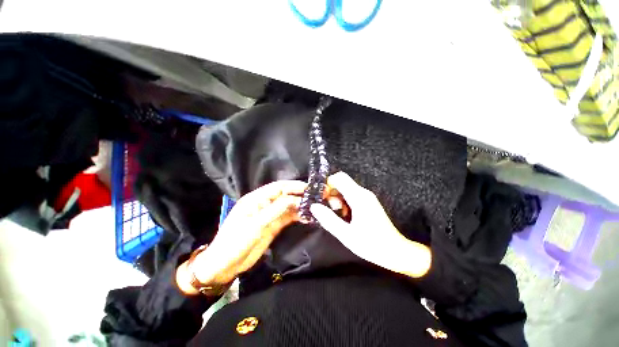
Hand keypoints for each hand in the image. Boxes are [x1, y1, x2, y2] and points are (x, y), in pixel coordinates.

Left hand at [176, 180, 305, 294]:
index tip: (309, 188)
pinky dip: (297, 216)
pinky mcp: (274, 225)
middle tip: (316, 196)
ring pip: (288, 206)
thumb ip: (275, 211)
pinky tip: (307, 217)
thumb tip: (294, 199)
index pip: (278, 187)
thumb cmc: (235, 242)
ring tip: (315, 207)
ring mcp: (270, 215)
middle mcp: (265, 204)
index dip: (294, 186)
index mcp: (257, 199)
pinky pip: (288, 217)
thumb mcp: (255, 225)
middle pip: (285, 195)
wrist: (224, 265)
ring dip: (300, 206)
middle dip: (300, 195)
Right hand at [310, 172, 431, 277]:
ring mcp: (367, 197)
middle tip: (329, 209)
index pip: (339, 178)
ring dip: (337, 199)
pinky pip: (351, 195)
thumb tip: (314, 206)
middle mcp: (363, 193)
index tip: (321, 198)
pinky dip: (344, 202)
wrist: (396, 251)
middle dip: (331, 193)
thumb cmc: (372, 245)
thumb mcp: (346, 235)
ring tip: (338, 215)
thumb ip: (329, 219)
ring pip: (346, 189)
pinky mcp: (368, 202)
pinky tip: (345, 216)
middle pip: (342, 182)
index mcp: (358, 197)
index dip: (327, 184)